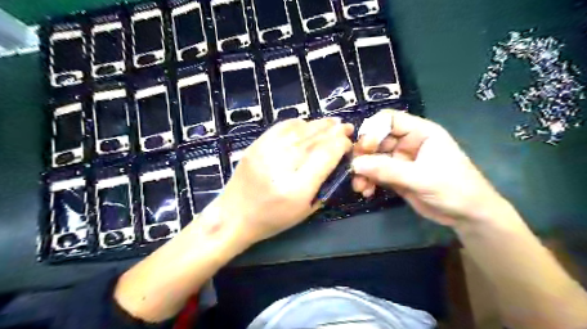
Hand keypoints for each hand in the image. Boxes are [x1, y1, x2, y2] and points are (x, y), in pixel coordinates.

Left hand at [216, 117, 352, 243]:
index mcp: (297, 188)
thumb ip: (324, 184)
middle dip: (334, 131)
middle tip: (347, 127)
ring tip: (332, 123)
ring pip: (299, 130)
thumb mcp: (306, 210)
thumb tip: (337, 159)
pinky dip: (298, 123)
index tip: (348, 143)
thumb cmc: (272, 219)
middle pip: (314, 139)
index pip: (325, 155)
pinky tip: (307, 124)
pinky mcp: (255, 145)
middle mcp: (281, 166)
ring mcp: (265, 152)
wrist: (233, 216)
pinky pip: (281, 127)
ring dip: (319, 124)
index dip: (341, 144)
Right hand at [351, 110, 506, 226]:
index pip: (389, 120)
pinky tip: (366, 192)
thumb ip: (388, 170)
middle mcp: (407, 142)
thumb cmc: (454, 189)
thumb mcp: (422, 178)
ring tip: (360, 187)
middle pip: (376, 139)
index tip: (364, 147)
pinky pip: (375, 174)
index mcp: (420, 132)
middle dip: (364, 155)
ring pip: (372, 158)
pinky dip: (368, 181)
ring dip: (363, 171)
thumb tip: (356, 164)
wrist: (468, 215)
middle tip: (355, 170)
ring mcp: (400, 160)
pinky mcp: (395, 176)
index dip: (373, 129)